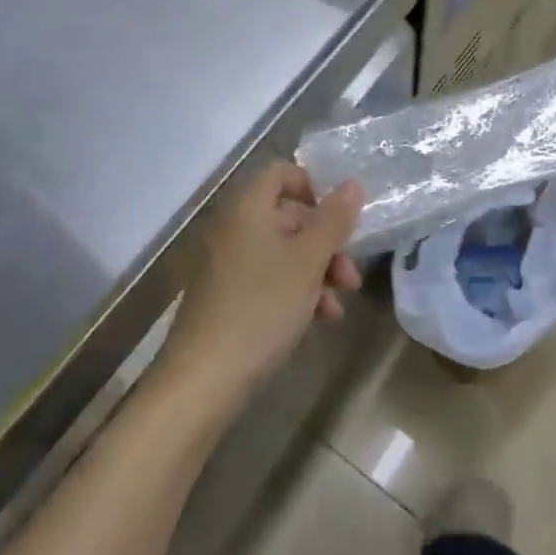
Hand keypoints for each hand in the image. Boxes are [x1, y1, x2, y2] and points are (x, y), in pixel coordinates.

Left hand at [162, 162, 363, 404]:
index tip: (338, 217)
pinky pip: (267, 279)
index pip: (281, 172)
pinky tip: (318, 320)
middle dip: (325, 243)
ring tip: (338, 305)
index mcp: (247, 208)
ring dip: (316, 272)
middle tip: (349, 275)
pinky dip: (295, 291)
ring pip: (282, 252)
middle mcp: (233, 228)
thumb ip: (334, 220)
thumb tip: (353, 183)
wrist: (202, 381)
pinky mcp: (224, 298)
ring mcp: (225, 264)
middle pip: (287, 217)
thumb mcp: (308, 261)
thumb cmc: (261, 307)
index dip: (313, 186)